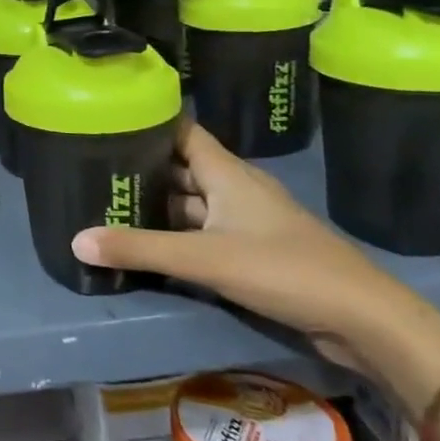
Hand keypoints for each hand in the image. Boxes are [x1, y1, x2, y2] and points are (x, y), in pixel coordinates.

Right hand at [71, 121, 419, 373]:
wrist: (363, 319)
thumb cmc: (283, 269)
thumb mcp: (204, 258)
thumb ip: (140, 249)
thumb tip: (76, 240)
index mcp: (227, 173)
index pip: (181, 131)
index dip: (148, 122)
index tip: (107, 121)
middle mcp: (235, 188)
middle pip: (181, 167)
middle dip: (142, 168)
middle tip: (92, 169)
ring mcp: (246, 220)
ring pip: (191, 202)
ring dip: (158, 204)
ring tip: (110, 204)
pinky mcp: (253, 250)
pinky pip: (203, 231)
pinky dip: (176, 233)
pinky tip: (148, 243)